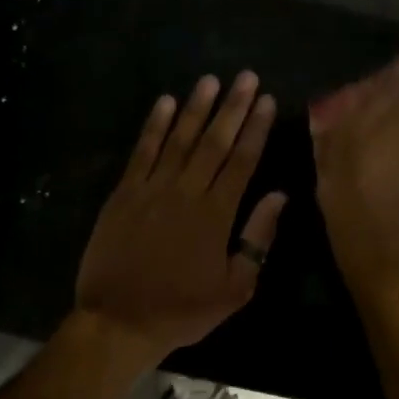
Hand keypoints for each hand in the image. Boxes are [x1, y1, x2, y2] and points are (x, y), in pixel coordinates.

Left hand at [75, 72, 286, 360]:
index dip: (256, 129)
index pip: (242, 161)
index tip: (267, 101)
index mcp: (216, 215)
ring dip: (196, 107)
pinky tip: (165, 103)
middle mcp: (186, 193)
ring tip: (210, 80)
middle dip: (233, 107)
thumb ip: (258, 239)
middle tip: (246, 77)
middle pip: (214, 142)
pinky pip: (142, 152)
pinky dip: (154, 126)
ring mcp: (152, 190)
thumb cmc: (182, 309)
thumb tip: (279, 196)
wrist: (119, 321)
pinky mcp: (123, 194)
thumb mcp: (235, 288)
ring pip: (179, 139)